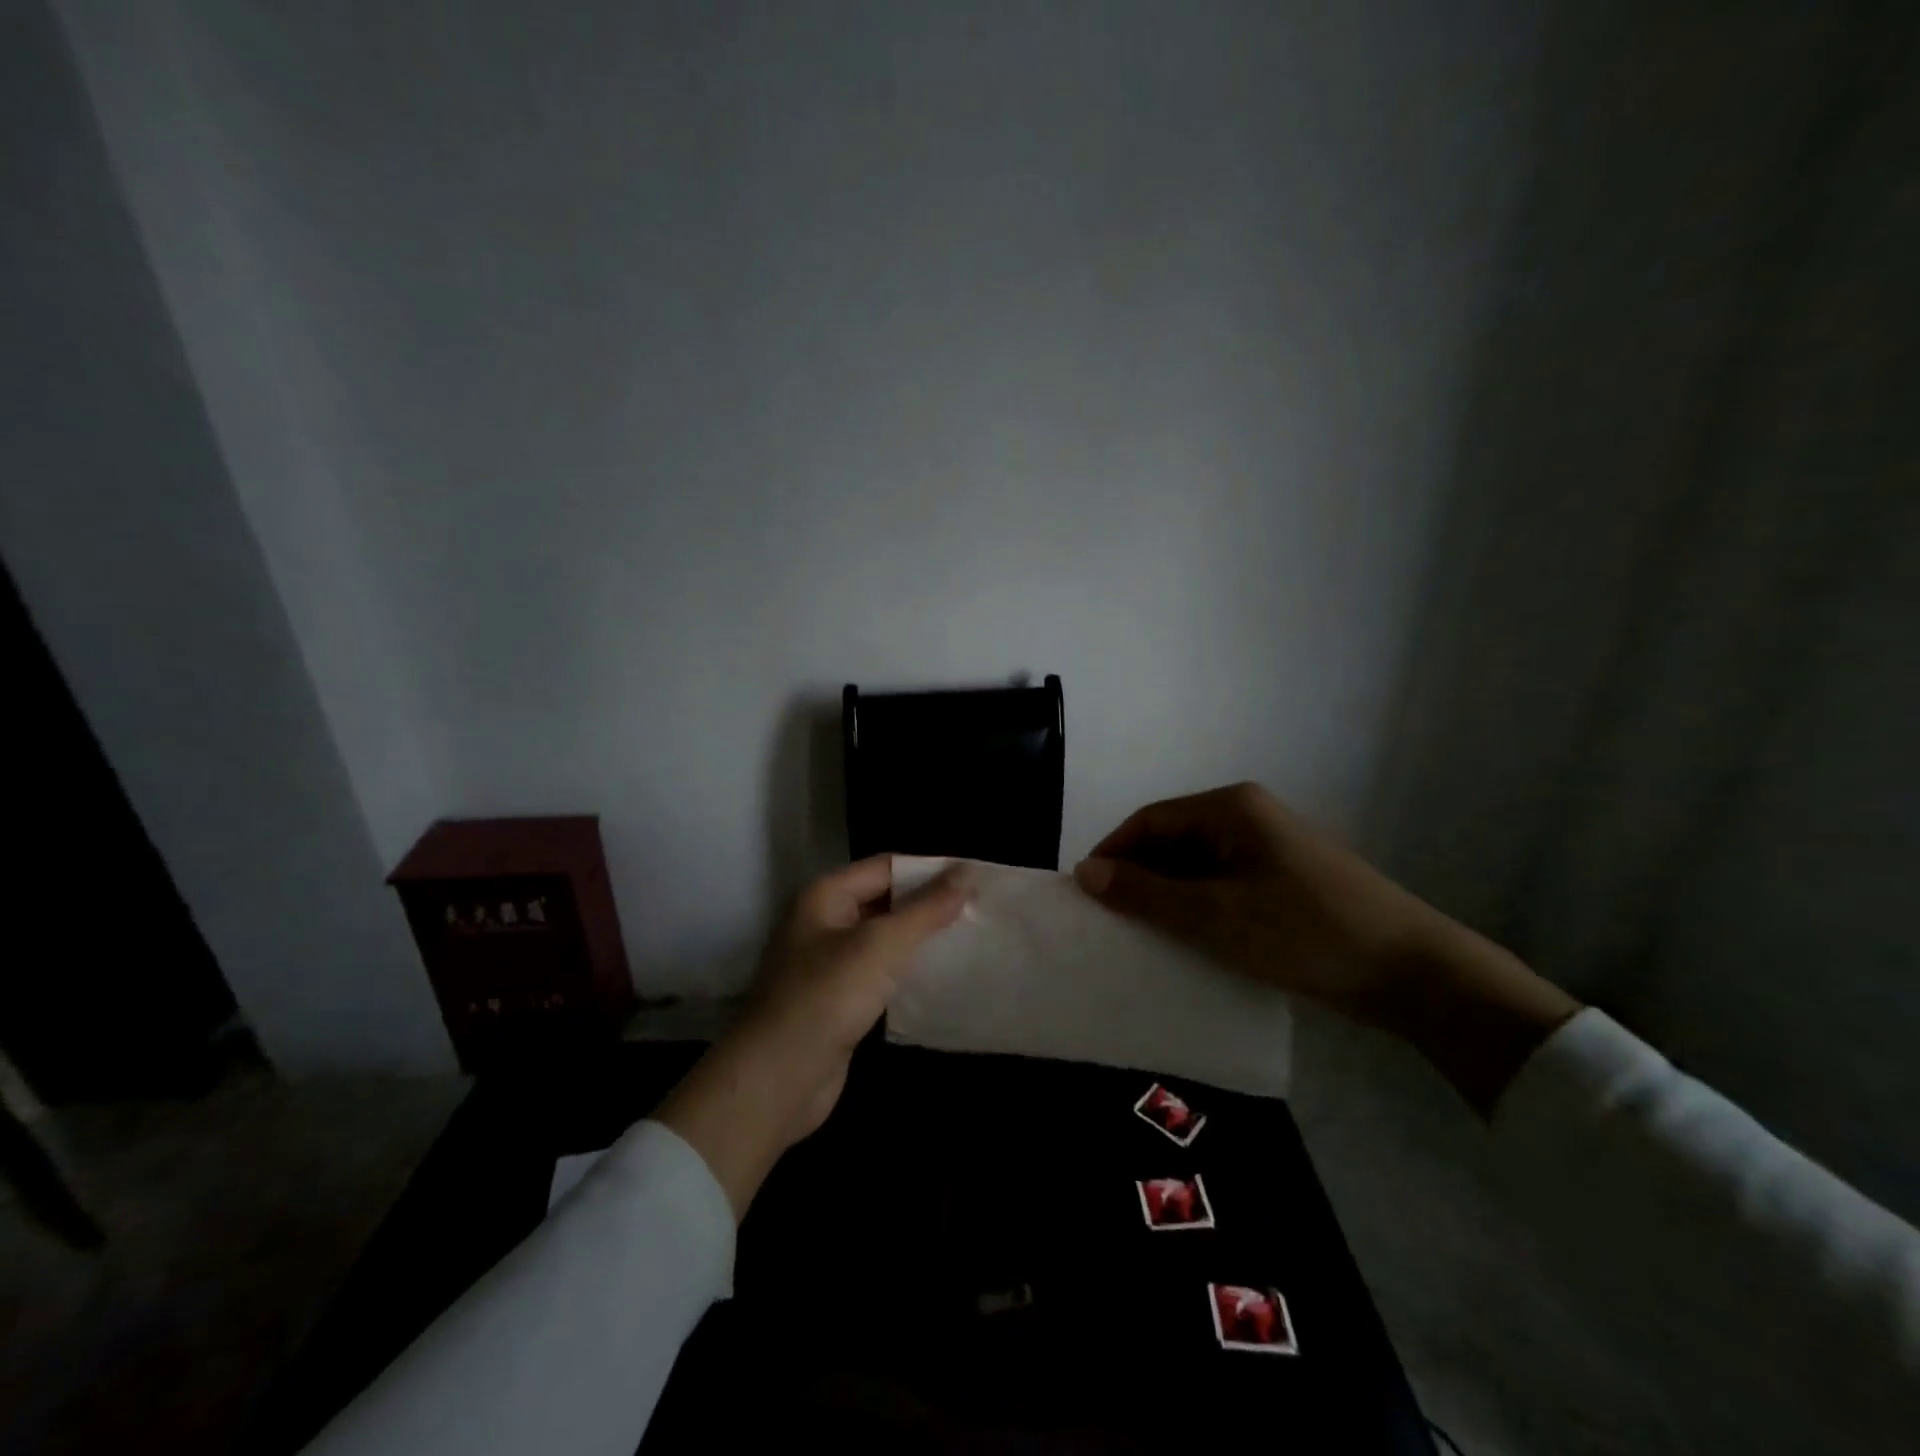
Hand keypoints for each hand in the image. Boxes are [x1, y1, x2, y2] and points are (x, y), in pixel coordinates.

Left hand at [655, 856, 971, 1216]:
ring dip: (918, 939)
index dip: (930, 870)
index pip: (887, 867)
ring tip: (968, 940)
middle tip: (978, 910)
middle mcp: (823, 922)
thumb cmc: (829, 996)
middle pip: (884, 900)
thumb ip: (927, 908)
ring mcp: (827, 963)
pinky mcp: (836, 1000)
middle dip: (927, 905)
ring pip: (882, 939)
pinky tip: (937, 978)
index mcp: (826, 895)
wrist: (779, 1077)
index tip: (975, 879)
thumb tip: (967, 871)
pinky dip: (905, 971)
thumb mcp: (883, 944)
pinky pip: (877, 973)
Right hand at [1072, 782, 1440, 1018]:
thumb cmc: (1305, 933)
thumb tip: (1084, 872)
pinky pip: (1222, 884)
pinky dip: (1198, 907)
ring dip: (1168, 896)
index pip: (1149, 820)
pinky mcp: (1283, 880)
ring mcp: (1268, 848)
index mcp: (1230, 808)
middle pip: (1172, 840)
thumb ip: (1145, 893)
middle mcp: (1247, 817)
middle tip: (1113, 922)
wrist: (1414, 973)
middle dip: (1139, 878)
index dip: (1113, 854)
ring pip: (1197, 865)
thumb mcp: (1214, 915)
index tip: (1087, 895)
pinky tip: (1190, 939)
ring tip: (1145, 935)